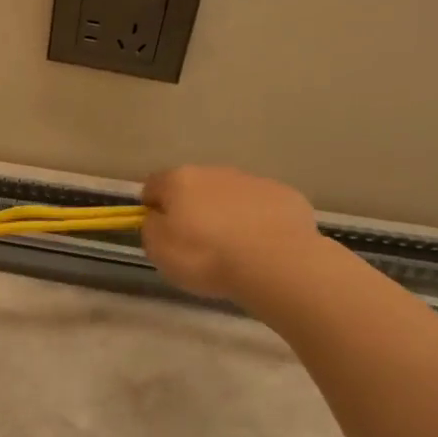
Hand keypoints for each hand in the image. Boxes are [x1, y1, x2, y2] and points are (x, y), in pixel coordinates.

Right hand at [141, 165, 323, 301]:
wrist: (278, 264)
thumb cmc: (208, 257)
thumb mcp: (159, 250)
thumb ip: (152, 227)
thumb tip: (158, 218)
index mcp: (179, 181)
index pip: (153, 185)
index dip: (152, 205)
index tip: (158, 228)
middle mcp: (215, 172)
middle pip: (194, 186)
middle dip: (192, 208)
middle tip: (197, 242)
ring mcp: (253, 181)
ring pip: (230, 195)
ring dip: (226, 213)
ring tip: (234, 248)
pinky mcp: (285, 196)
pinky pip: (262, 206)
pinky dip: (258, 221)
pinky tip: (263, 246)